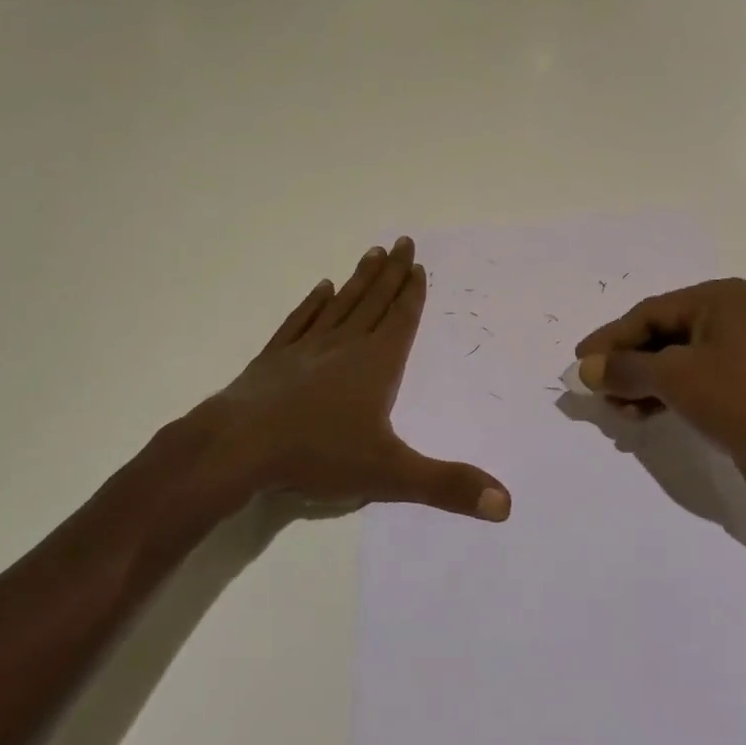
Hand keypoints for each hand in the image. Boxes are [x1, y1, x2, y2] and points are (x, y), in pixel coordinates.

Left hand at [157, 237, 510, 522]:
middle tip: (402, 241)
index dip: (412, 293)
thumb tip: (506, 503)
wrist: (239, 447)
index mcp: (376, 364)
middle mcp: (344, 345)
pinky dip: (313, 304)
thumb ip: (447, 485)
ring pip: (341, 304)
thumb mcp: (390, 474)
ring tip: (371, 252)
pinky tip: (320, 289)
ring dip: (359, 279)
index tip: (417, 264)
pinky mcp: (274, 358)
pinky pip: (300, 321)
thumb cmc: (318, 453)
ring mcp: (306, 348)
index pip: (401, 319)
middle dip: (391, 272)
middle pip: (374, 301)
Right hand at [574, 278, 745, 507]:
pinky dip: (665, 398)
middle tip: (596, 391)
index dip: (610, 338)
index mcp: (720, 298)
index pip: (649, 312)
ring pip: (676, 363)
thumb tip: (587, 369)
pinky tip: (642, 416)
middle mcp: (732, 319)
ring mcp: (743, 356)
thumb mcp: (675, 377)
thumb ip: (626, 369)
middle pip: (662, 336)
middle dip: (626, 364)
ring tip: (617, 411)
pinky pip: (694, 385)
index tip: (579, 363)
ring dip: (642, 385)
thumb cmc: (741, 398)